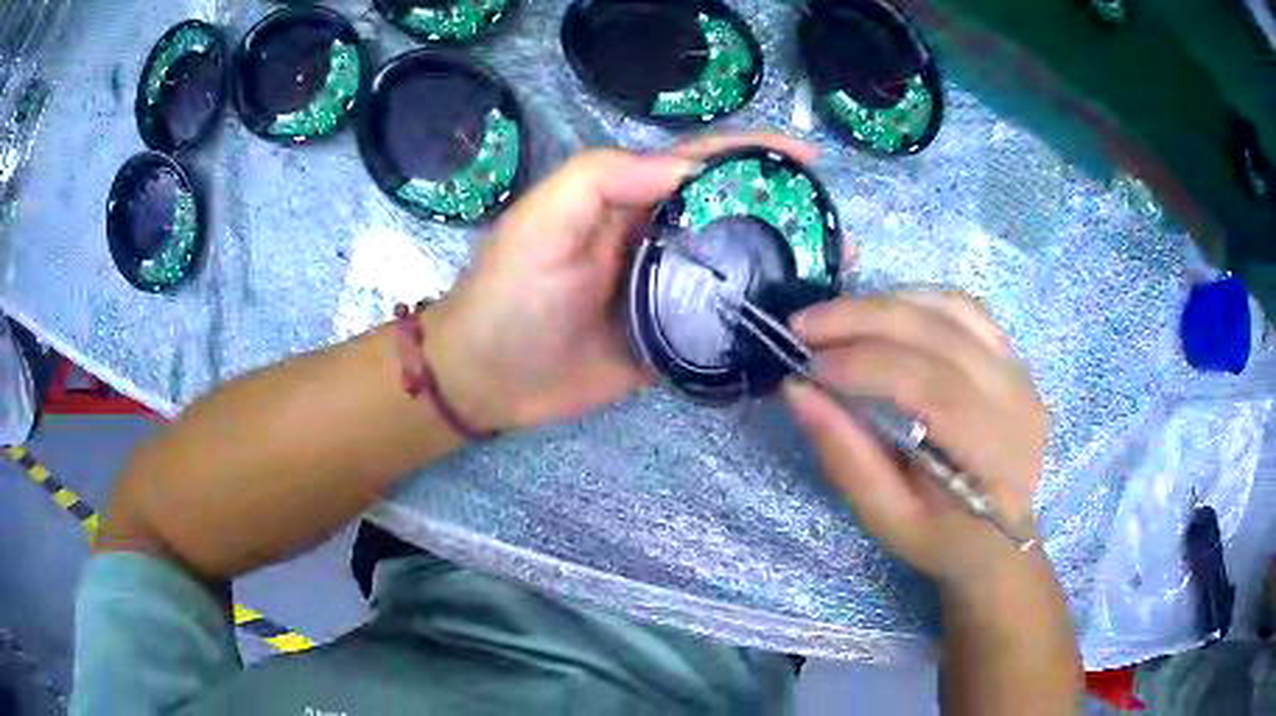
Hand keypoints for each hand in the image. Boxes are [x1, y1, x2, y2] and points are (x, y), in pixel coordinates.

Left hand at [427, 133, 816, 431]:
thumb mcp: (544, 218)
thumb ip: (606, 176)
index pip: (703, 164)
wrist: (486, 379)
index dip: (755, 154)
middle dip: (787, 216)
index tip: (810, 160)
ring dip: (783, 268)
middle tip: (837, 232)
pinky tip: (795, 328)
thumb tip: (692, 168)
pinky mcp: (670, 343)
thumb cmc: (509, 293)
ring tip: (832, 276)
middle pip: (733, 216)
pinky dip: (758, 324)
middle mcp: (658, 240)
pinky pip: (723, 327)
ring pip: (736, 269)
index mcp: (631, 201)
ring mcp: (668, 294)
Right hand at [784, 291, 1048, 590]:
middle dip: (865, 321)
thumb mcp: (887, 518)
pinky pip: (963, 309)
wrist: (1000, 539)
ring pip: (951, 309)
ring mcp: (1019, 370)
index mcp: (995, 453)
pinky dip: (914, 301)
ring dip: (886, 304)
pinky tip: (879, 314)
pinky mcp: (1011, 356)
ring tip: (833, 318)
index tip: (807, 367)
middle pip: (941, 334)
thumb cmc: (943, 539)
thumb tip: (797, 391)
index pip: (932, 387)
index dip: (866, 367)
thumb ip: (846, 456)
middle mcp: (1017, 398)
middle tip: (804, 326)